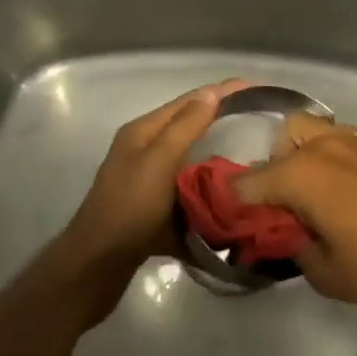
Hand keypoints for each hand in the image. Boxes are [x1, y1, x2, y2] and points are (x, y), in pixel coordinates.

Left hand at [59, 80, 248, 283]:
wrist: (97, 268)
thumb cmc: (128, 207)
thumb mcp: (158, 161)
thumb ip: (185, 126)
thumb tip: (212, 92)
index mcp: (143, 132)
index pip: (188, 101)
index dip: (220, 92)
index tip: (255, 87)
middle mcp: (145, 150)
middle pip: (190, 128)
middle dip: (222, 122)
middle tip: (259, 122)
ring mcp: (150, 181)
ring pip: (191, 161)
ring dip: (218, 157)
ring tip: (255, 156)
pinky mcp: (156, 209)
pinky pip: (189, 190)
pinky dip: (208, 188)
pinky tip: (233, 194)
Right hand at [234, 117, 356, 305]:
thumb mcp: (329, 275)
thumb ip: (296, 250)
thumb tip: (286, 235)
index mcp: (300, 175)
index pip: (248, 182)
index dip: (235, 202)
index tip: (233, 218)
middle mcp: (319, 145)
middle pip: (277, 142)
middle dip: (270, 170)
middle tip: (281, 203)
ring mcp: (349, 137)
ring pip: (307, 129)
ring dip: (298, 153)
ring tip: (311, 187)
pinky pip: (336, 136)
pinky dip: (327, 152)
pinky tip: (342, 182)